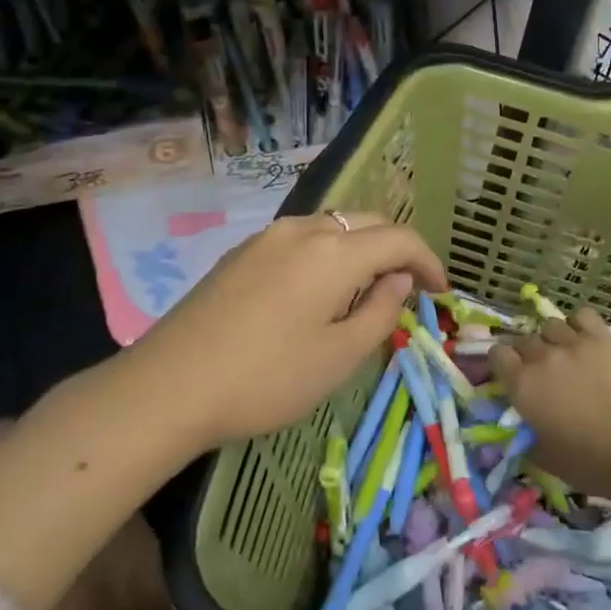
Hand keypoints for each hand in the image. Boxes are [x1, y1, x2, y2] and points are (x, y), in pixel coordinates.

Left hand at [125, 211, 447, 451]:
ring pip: (332, 227)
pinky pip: (301, 240)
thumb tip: (397, 280)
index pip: (399, 238)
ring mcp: (267, 237)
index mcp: (334, 251)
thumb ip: (379, 312)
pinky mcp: (241, 252)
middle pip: (366, 223)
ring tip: (367, 290)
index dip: (428, 260)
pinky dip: (327, 254)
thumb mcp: (338, 357)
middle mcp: (302, 229)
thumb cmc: (266, 378)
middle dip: (396, 250)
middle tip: (410, 288)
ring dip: (360, 250)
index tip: (441, 291)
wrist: (169, 386)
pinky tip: (320, 290)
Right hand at [487, 306, 610, 499]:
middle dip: (528, 355)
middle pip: (524, 340)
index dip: (502, 363)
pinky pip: (583, 316)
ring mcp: (574, 343)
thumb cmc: (589, 463)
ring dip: (553, 340)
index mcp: (522, 385)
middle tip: (543, 373)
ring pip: (551, 325)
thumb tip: (524, 425)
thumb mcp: (544, 456)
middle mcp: (543, 357)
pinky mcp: (603, 339)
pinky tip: (586, 340)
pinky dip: (580, 325)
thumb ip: (527, 433)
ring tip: (566, 355)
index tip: (512, 375)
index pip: (497, 354)